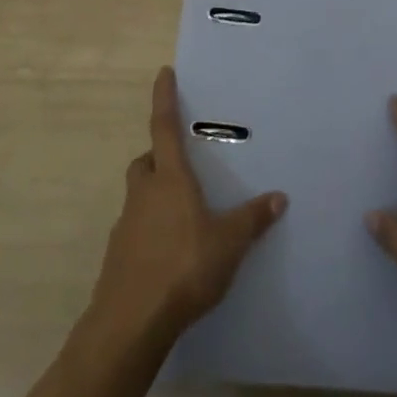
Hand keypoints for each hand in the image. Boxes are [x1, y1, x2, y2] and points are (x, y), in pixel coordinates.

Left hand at [89, 67, 287, 342]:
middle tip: (180, 166)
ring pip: (138, 196)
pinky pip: (134, 230)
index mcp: (170, 180)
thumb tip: (279, 196)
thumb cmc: (183, 268)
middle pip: (145, 163)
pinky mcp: (117, 257)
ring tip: (182, 214)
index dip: (164, 99)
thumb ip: (253, 219)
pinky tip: (169, 252)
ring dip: (153, 195)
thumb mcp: (229, 243)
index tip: (163, 73)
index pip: (165, 128)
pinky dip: (149, 230)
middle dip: (158, 158)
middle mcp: (144, 194)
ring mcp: (126, 226)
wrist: (130, 324)